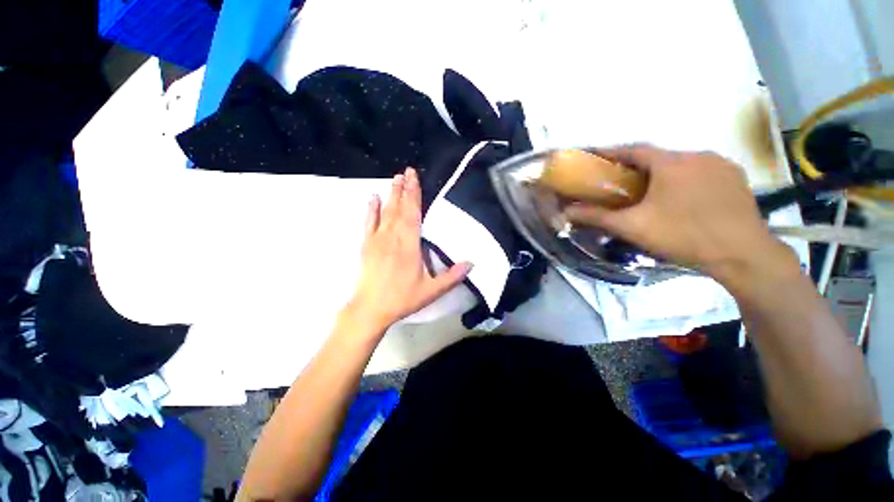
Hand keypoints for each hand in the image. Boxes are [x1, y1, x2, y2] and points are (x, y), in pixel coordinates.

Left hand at [344, 167, 471, 331]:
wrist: (371, 308)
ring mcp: (378, 240)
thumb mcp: (432, 290)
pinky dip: (371, 209)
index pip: (413, 214)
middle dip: (404, 189)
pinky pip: (369, 223)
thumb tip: (472, 263)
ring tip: (395, 179)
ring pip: (385, 212)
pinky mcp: (366, 245)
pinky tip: (372, 198)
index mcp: (409, 245)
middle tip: (406, 171)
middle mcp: (393, 237)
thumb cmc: (402, 298)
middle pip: (400, 209)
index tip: (414, 177)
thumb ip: (452, 276)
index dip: (414, 195)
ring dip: (391, 195)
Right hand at [564, 145, 797, 285]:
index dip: (610, 151)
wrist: (743, 255)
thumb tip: (566, 212)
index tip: (594, 156)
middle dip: (635, 166)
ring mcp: (720, 165)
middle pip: (657, 156)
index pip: (633, 149)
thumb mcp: (633, 227)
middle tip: (620, 182)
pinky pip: (701, 171)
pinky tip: (681, 198)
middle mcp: (697, 155)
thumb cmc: (683, 235)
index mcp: (670, 163)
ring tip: (650, 192)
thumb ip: (597, 217)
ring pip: (680, 164)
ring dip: (661, 173)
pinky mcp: (735, 178)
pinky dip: (684, 179)